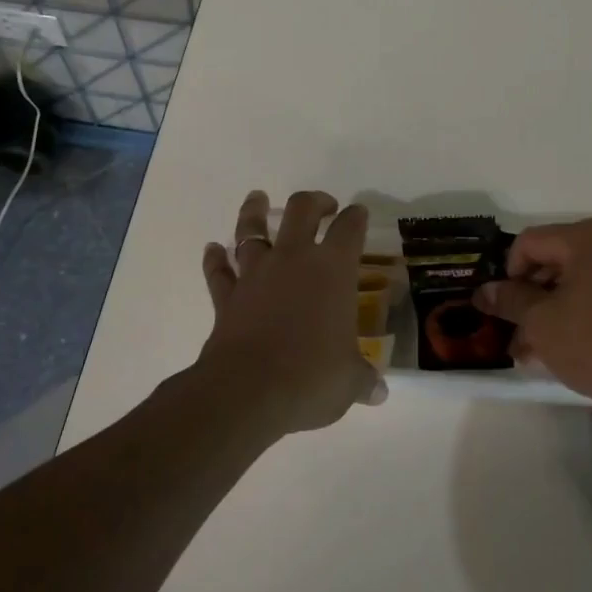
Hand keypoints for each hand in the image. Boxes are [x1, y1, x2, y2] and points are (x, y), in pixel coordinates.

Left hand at [195, 190, 384, 435]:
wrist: (249, 391)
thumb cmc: (311, 378)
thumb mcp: (349, 382)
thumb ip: (363, 380)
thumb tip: (379, 393)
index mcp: (333, 269)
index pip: (350, 228)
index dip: (356, 217)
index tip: (358, 213)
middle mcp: (294, 260)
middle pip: (301, 210)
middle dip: (314, 201)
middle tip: (323, 205)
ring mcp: (256, 274)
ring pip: (251, 229)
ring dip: (253, 211)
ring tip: (257, 198)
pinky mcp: (227, 296)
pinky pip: (218, 271)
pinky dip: (215, 259)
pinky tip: (213, 250)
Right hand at [473, 218, 591, 405]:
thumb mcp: (541, 321)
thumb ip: (509, 300)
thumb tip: (481, 292)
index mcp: (591, 235)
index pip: (531, 242)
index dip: (508, 273)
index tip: (505, 307)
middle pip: (558, 258)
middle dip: (533, 295)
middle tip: (518, 330)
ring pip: (583, 278)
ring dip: (555, 307)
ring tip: (538, 347)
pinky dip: (585, 309)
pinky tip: (570, 343)